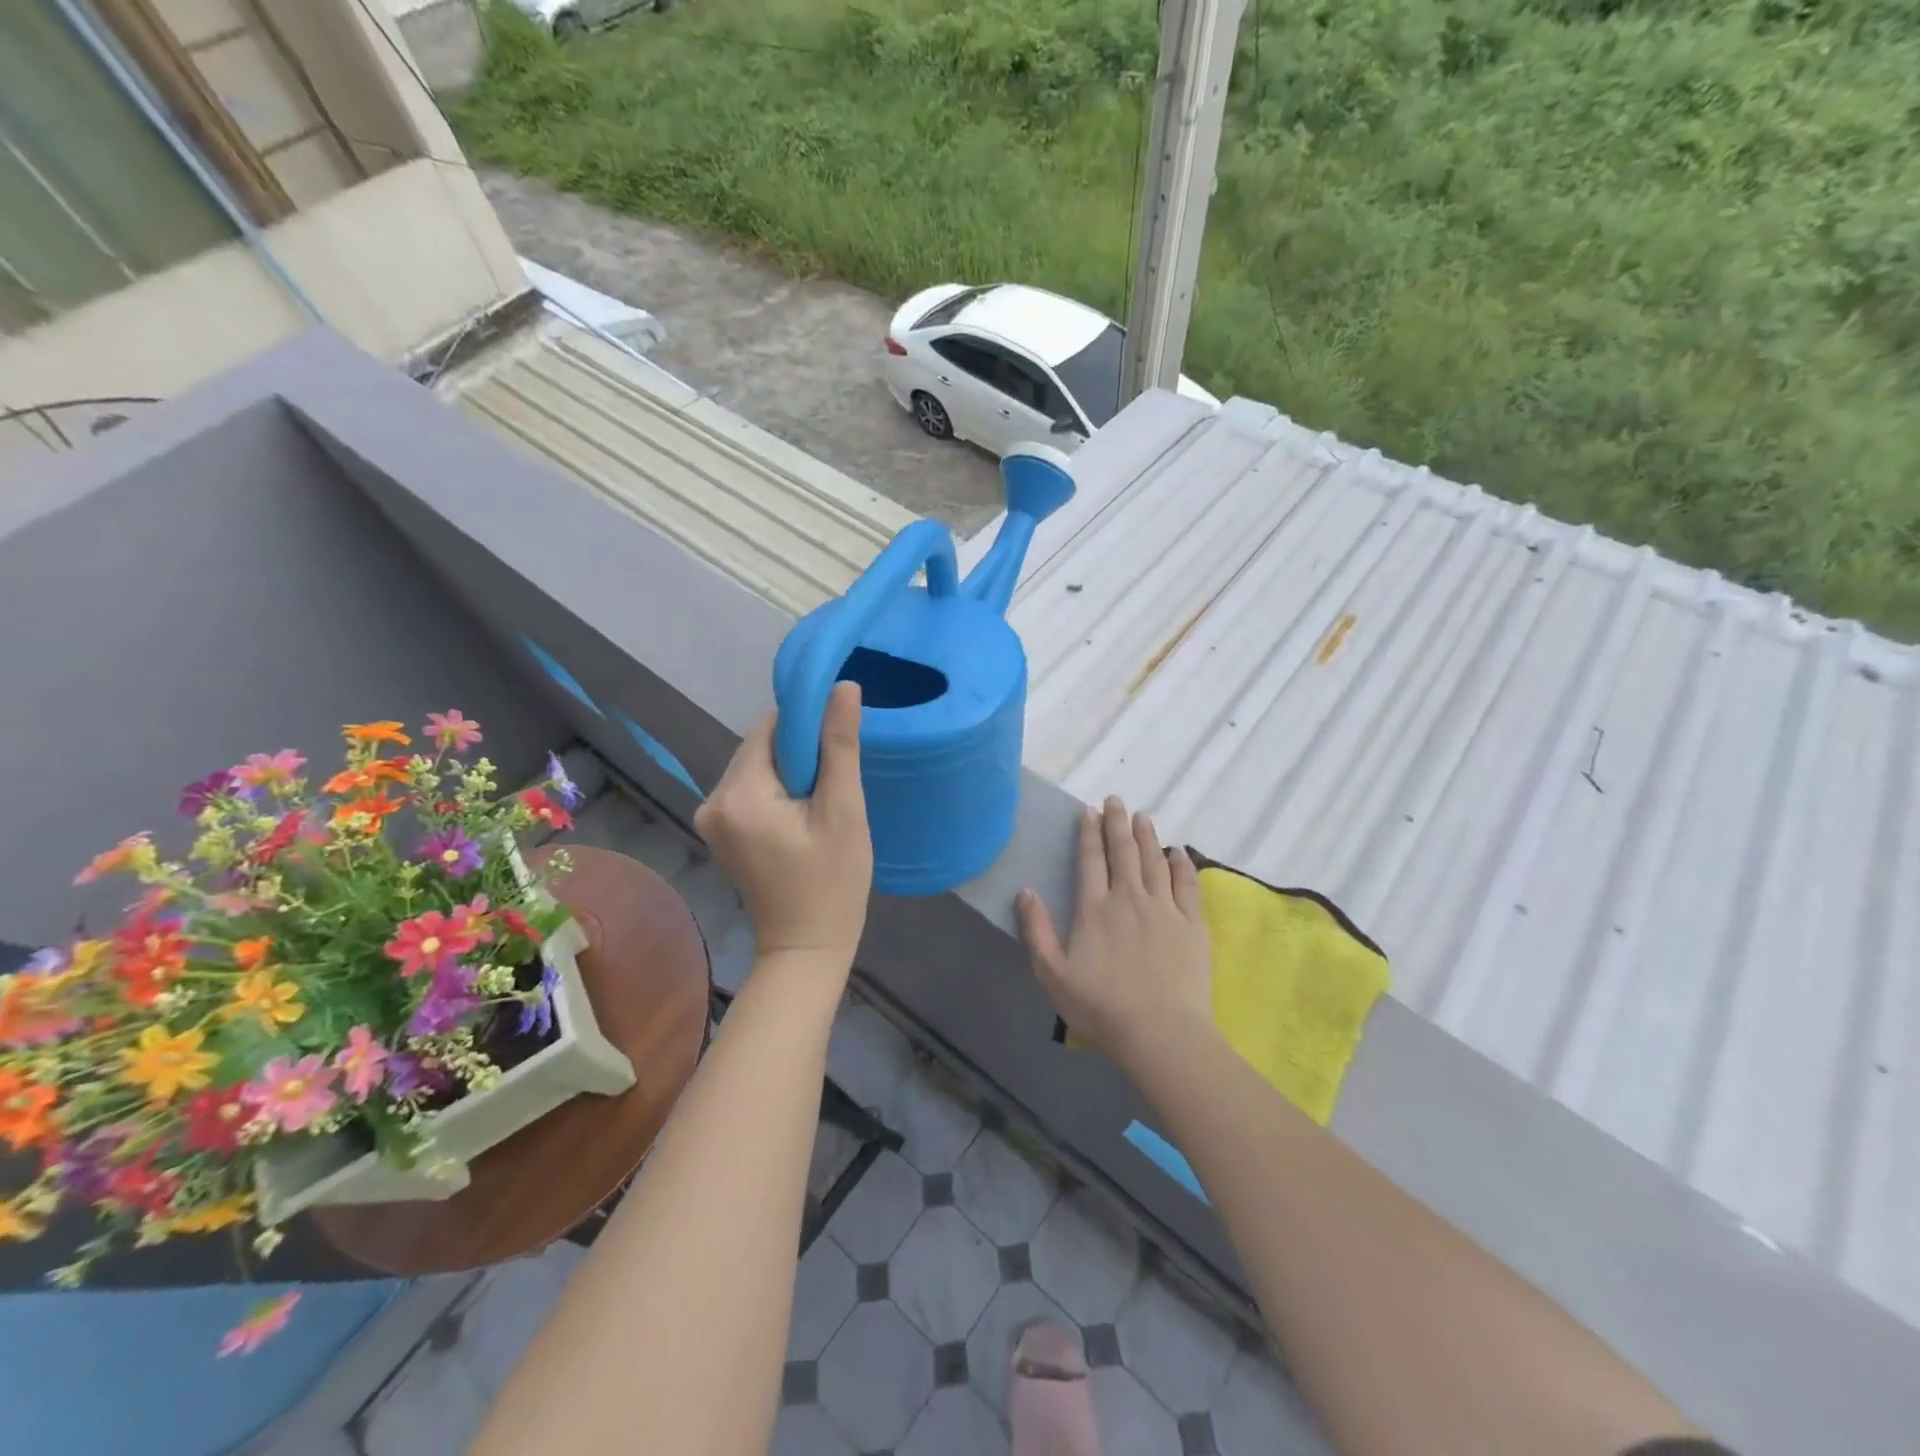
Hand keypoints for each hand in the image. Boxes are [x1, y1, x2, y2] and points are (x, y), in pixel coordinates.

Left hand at [695, 682, 872, 973]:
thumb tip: (843, 686)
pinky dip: (779, 792)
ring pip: (759, 766)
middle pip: (761, 746)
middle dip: (800, 755)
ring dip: (792, 774)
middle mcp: (713, 799)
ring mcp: (711, 818)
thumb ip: (839, 745)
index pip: (770, 726)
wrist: (806, 949)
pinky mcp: (721, 831)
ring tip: (823, 806)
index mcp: (738, 793)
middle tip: (835, 787)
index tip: (839, 748)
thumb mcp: (843, 811)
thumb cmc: (832, 883)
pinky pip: (752, 789)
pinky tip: (804, 817)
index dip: (808, 727)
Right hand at [1016, 797, 1213, 1072]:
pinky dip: (1182, 864)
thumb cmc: (1101, 1008)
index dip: (1089, 833)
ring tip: (1142, 816)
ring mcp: (1164, 909)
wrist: (1161, 1034)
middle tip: (1115, 800)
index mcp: (1094, 909)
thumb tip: (1026, 891)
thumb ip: (1037, 930)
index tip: (1089, 811)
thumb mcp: (1053, 974)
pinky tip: (1178, 852)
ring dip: (1147, 836)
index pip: (1091, 860)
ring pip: (1154, 861)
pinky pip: (1187, 885)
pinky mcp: (1192, 925)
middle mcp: (1129, 898)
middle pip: (1123, 851)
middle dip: (1117, 823)